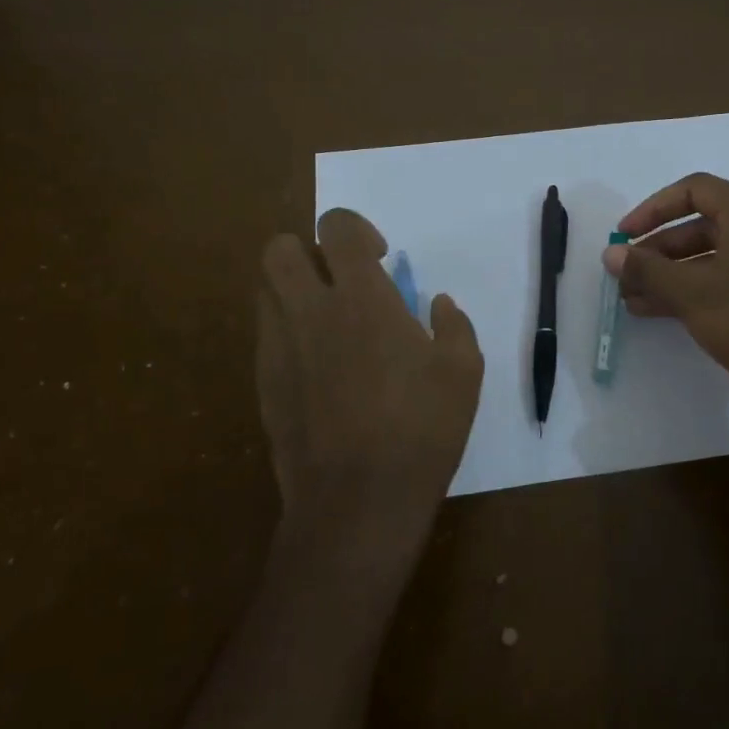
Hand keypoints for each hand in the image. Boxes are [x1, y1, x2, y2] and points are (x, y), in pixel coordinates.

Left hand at [257, 208, 483, 586]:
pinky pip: (266, 336)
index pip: (337, 228)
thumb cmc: (421, 430)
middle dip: (308, 250)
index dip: (356, 229)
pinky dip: (288, 333)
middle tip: (341, 281)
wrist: (358, 500)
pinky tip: (318, 367)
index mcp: (362, 299)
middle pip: (280, 248)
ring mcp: (279, 348)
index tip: (379, 258)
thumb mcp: (464, 373)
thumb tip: (439, 303)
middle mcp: (310, 311)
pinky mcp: (264, 383)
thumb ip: (454, 326)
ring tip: (326, 320)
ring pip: (265, 290)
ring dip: (293, 289)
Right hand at [604, 173, 728, 457]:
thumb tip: (611, 253)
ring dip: (674, 276)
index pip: (694, 190)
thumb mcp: (692, 294)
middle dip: (659, 251)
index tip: (625, 236)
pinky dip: (701, 291)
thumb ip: (647, 269)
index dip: (653, 209)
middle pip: (703, 226)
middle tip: (628, 277)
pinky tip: (672, 316)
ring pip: (716, 258)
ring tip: (636, 302)